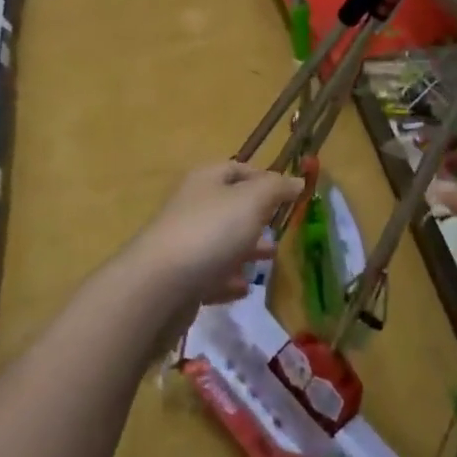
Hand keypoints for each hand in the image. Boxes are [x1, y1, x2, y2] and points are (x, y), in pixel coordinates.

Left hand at [123, 161, 304, 311]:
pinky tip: (244, 288)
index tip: (289, 195)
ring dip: (246, 249)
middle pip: (229, 207)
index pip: (237, 169)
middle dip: (257, 218)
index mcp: (206, 180)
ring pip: (221, 242)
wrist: (158, 286)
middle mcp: (192, 206)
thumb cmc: (211, 232)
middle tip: (281, 230)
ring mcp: (183, 244)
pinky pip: (209, 275)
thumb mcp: (252, 200)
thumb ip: (277, 188)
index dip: (264, 178)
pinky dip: (228, 280)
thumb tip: (297, 181)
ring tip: (270, 259)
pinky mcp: (179, 279)